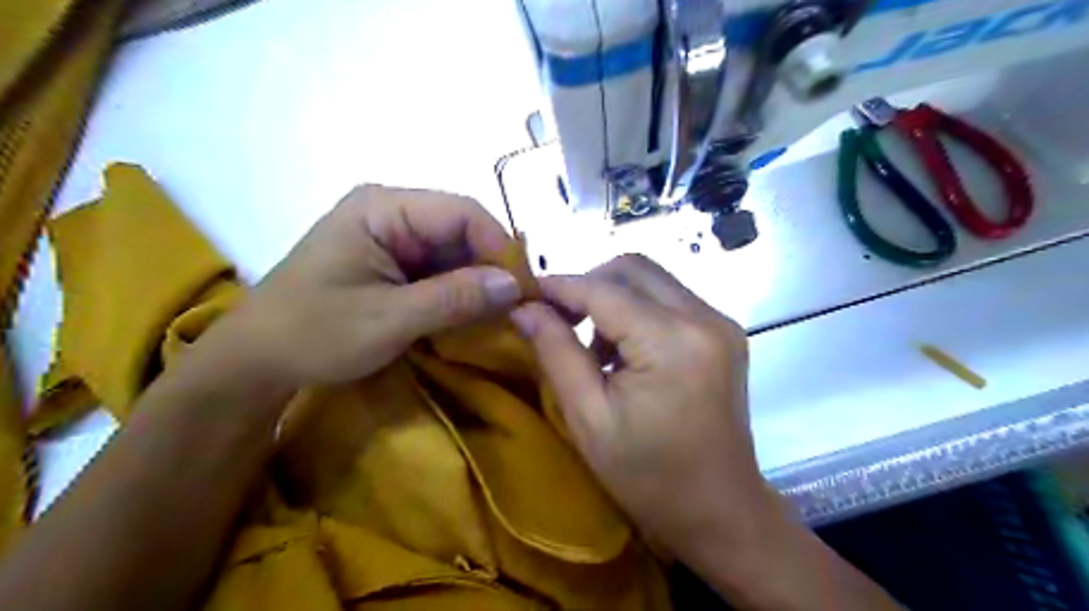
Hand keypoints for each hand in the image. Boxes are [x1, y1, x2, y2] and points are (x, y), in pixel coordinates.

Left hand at [219, 183, 518, 389]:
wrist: (256, 362)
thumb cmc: (313, 334)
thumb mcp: (389, 319)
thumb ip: (454, 298)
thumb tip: (515, 285)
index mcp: (383, 208)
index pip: (463, 213)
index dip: (499, 248)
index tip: (523, 291)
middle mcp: (390, 212)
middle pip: (460, 230)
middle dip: (489, 268)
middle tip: (515, 309)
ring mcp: (390, 236)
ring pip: (453, 252)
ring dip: (475, 283)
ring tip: (497, 316)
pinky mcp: (390, 261)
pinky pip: (437, 268)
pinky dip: (457, 291)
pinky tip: (469, 315)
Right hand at [512, 258, 774, 558]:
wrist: (721, 511)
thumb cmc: (649, 476)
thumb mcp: (589, 419)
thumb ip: (556, 353)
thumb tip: (524, 309)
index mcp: (672, 341)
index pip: (604, 289)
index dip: (560, 286)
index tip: (525, 294)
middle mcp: (704, 317)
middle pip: (632, 268)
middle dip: (589, 284)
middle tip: (560, 319)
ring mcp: (720, 322)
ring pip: (652, 279)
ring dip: (613, 297)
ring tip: (594, 344)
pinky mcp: (724, 332)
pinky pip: (670, 299)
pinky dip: (638, 310)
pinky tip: (625, 350)